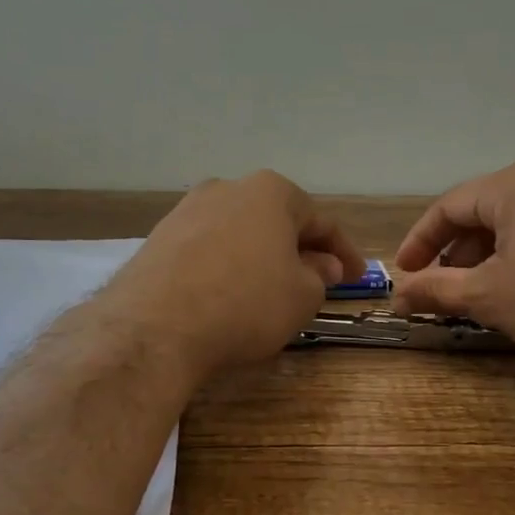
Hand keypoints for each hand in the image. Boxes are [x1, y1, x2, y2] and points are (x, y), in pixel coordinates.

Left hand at [110, 171, 365, 382]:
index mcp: (270, 192)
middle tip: (318, 281)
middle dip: (300, 250)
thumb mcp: (302, 296)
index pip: (320, 221)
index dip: (344, 252)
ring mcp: (187, 211)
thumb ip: (319, 276)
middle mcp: (227, 189)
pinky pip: (208, 250)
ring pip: (240, 234)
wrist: (156, 326)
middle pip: (276, 221)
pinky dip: (227, 268)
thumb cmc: (246, 304)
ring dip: (262, 258)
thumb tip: (320, 265)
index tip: (358, 276)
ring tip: (272, 290)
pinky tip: (229, 295)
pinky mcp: (158, 238)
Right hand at [391, 161, 514, 373]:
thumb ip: (437, 290)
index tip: (404, 274)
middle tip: (443, 289)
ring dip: (494, 256)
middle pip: (488, 210)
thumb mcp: (489, 297)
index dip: (420, 241)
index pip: (451, 206)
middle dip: (458, 251)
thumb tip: (397, 295)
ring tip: (484, 294)